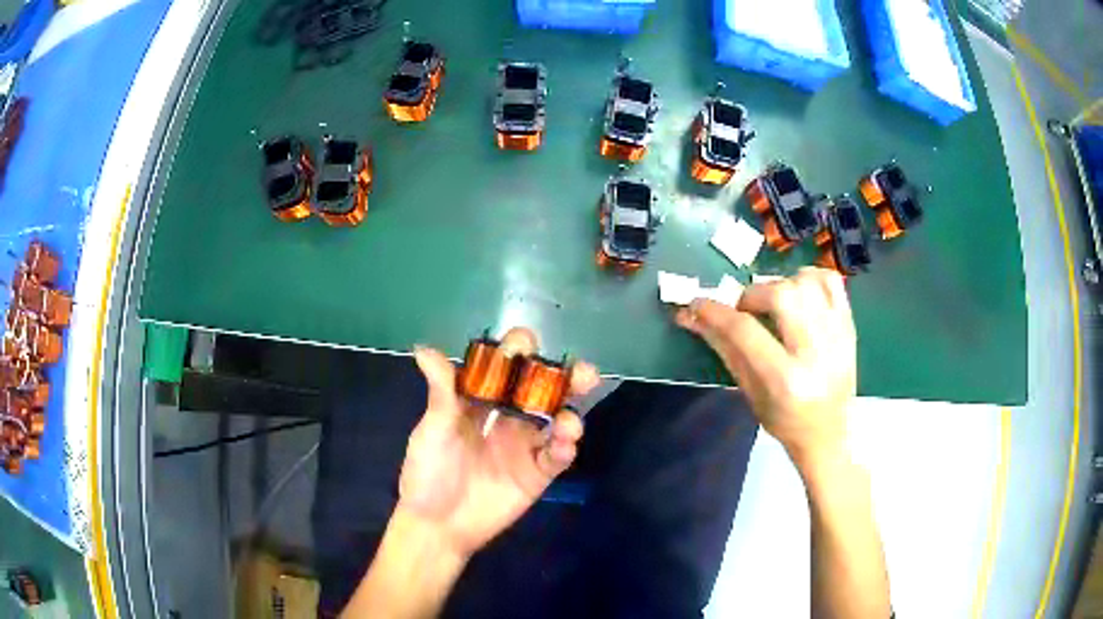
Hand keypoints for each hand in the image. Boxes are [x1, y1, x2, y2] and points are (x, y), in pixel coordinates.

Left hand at [399, 328, 600, 558]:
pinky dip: (565, 447)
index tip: (525, 345)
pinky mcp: (536, 473)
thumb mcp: (432, 430)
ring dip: (571, 413)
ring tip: (569, 420)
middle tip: (583, 373)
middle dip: (564, 377)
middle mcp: (507, 417)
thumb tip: (424, 348)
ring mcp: (525, 446)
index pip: (505, 367)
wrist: (437, 524)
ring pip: (557, 420)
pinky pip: (557, 456)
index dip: (517, 351)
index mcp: (480, 400)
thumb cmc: (428, 472)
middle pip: (542, 390)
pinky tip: (565, 444)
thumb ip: (440, 391)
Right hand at [675, 267, 855, 463]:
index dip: (714, 311)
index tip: (696, 304)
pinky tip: (799, 292)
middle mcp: (815, 354)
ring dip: (781, 284)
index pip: (745, 331)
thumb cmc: (784, 421)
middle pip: (781, 296)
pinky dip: (810, 277)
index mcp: (785, 380)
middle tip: (746, 310)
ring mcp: (837, 337)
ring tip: (774, 302)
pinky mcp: (850, 327)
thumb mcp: (749, 393)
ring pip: (806, 283)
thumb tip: (693, 316)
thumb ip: (725, 349)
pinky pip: (832, 281)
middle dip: (753, 295)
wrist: (828, 434)